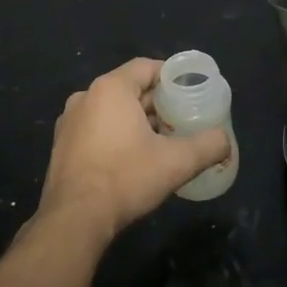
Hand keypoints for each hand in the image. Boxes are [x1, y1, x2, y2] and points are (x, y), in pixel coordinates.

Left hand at [36, 58, 231, 246]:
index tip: (191, 93)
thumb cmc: (125, 178)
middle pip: (130, 89)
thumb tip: (225, 140)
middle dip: (157, 103)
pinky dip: (116, 135)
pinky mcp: (61, 145)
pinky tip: (133, 158)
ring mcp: (69, 122)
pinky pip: (96, 129)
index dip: (172, 77)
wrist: (75, 219)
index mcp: (110, 89)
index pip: (146, 67)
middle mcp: (85, 97)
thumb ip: (207, 146)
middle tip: (182, 120)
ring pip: (112, 111)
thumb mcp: (176, 162)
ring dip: (137, 121)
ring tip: (162, 141)